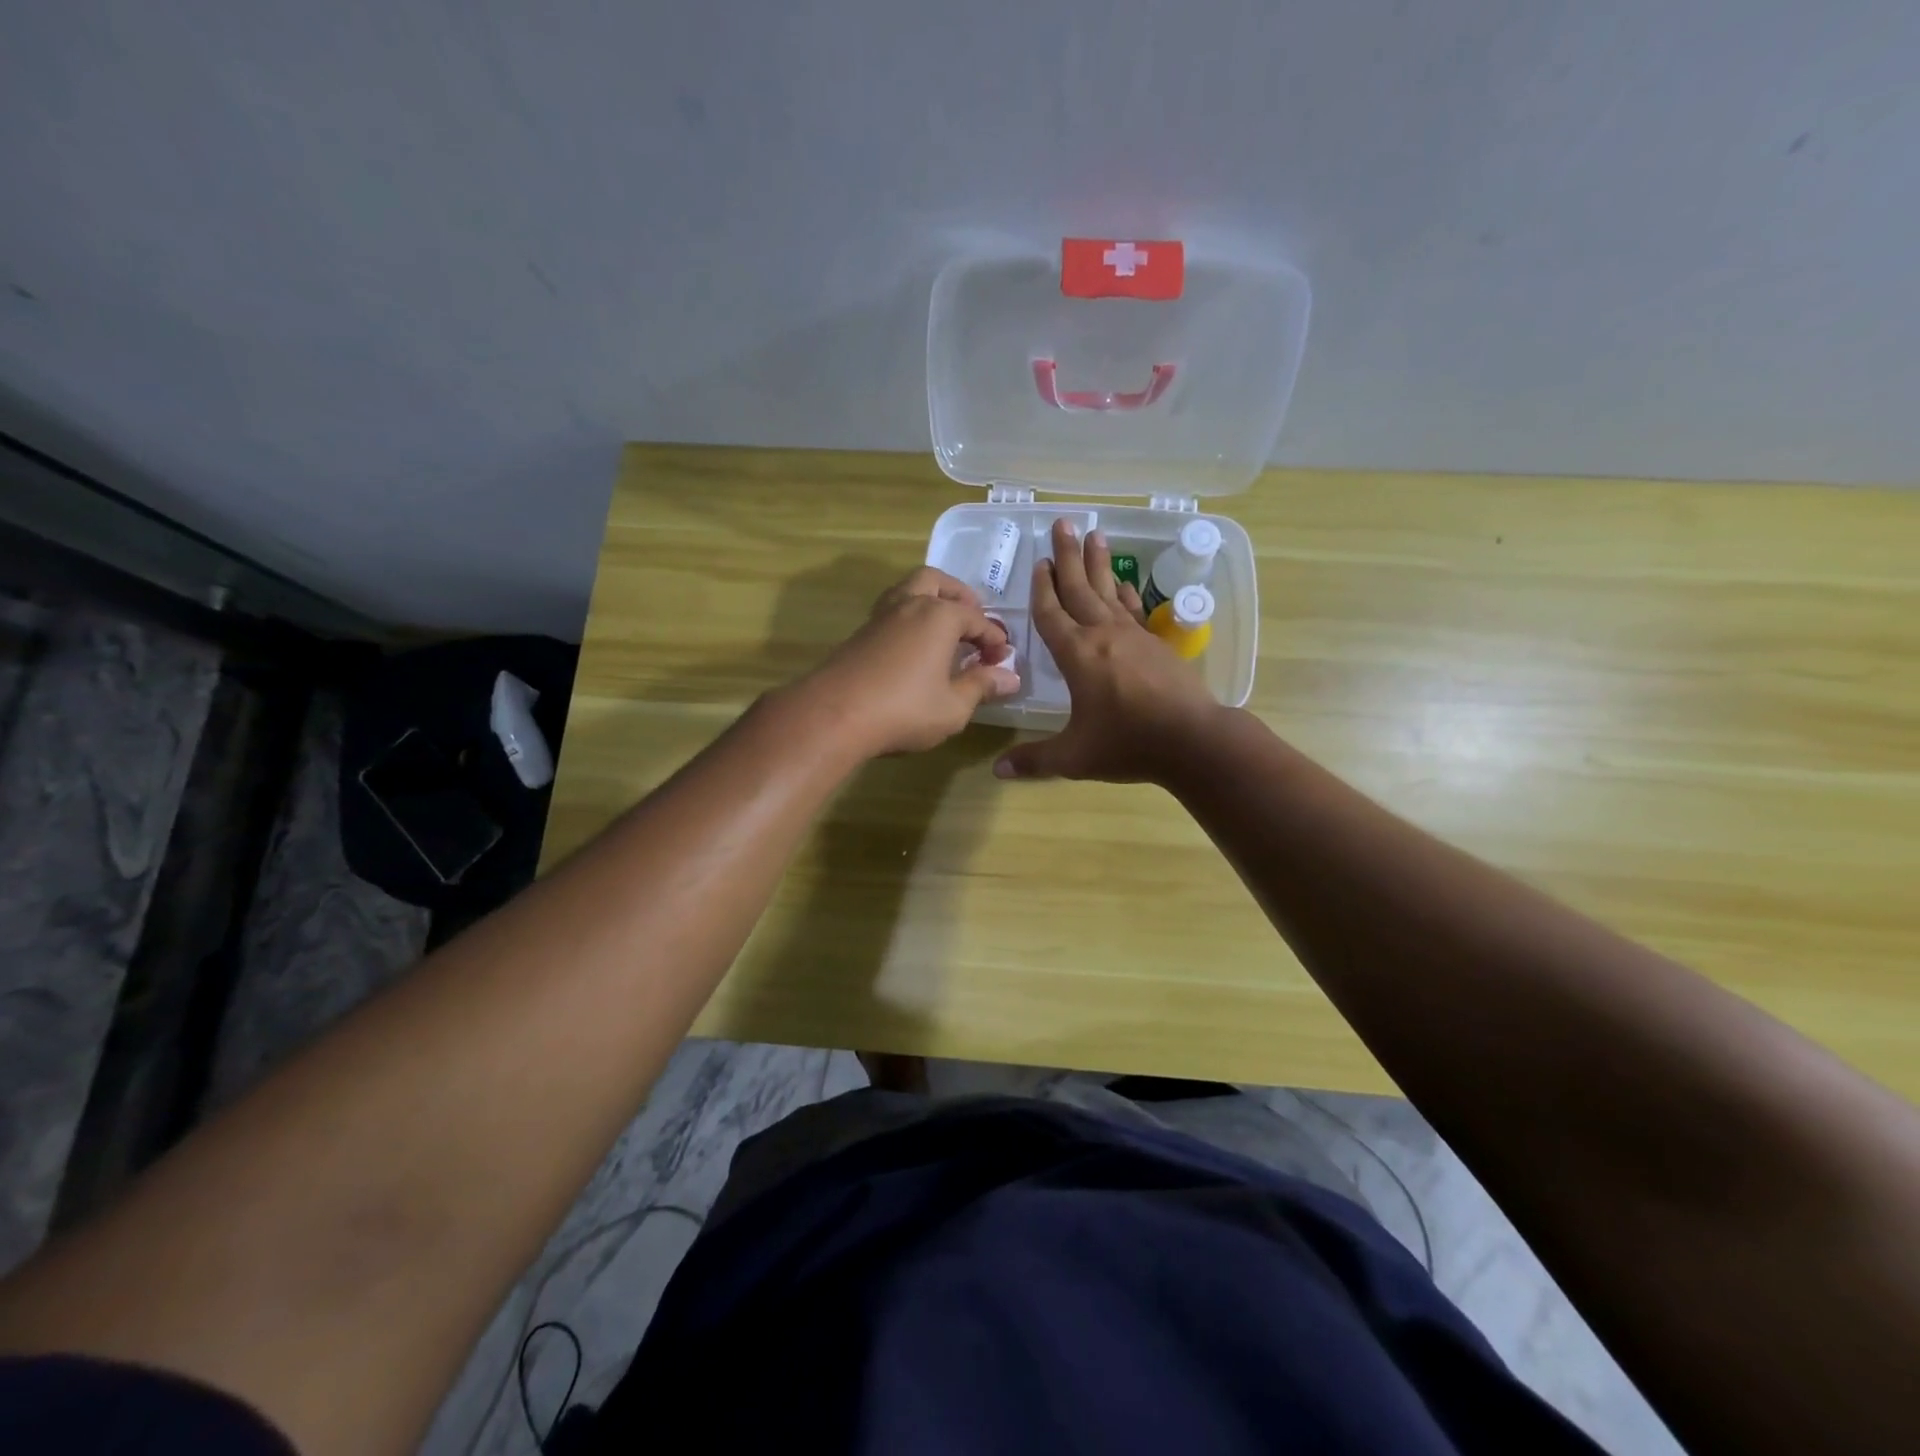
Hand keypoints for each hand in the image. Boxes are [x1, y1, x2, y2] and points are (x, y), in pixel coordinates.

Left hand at [788, 566, 1018, 758]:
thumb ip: (981, 687)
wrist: (834, 715)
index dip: (994, 639)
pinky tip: (914, 648)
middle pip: (936, 582)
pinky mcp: (860, 634)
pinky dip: (909, 619)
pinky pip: (892, 613)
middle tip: (971, 621)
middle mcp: (910, 605)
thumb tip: (1009, 678)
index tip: (1002, 660)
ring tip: (943, 630)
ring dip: (929, 602)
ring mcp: (880, 617)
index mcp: (939, 616)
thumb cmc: (904, 710)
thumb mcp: (953, 706)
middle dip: (958, 597)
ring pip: (908, 591)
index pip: (977, 619)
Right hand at [994, 520, 1223, 783]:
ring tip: (1095, 535)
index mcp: (1077, 655)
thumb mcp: (1074, 756)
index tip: (1038, 563)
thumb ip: (1034, 761)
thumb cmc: (1128, 744)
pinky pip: (1135, 609)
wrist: (1193, 741)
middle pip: (1080, 588)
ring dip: (1099, 564)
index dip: (1041, 589)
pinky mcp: (1156, 644)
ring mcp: (1134, 636)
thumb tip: (996, 771)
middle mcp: (1103, 635)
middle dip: (1067, 557)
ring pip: (1110, 591)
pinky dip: (1127, 593)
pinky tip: (1125, 583)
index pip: (1051, 614)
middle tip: (1063, 524)